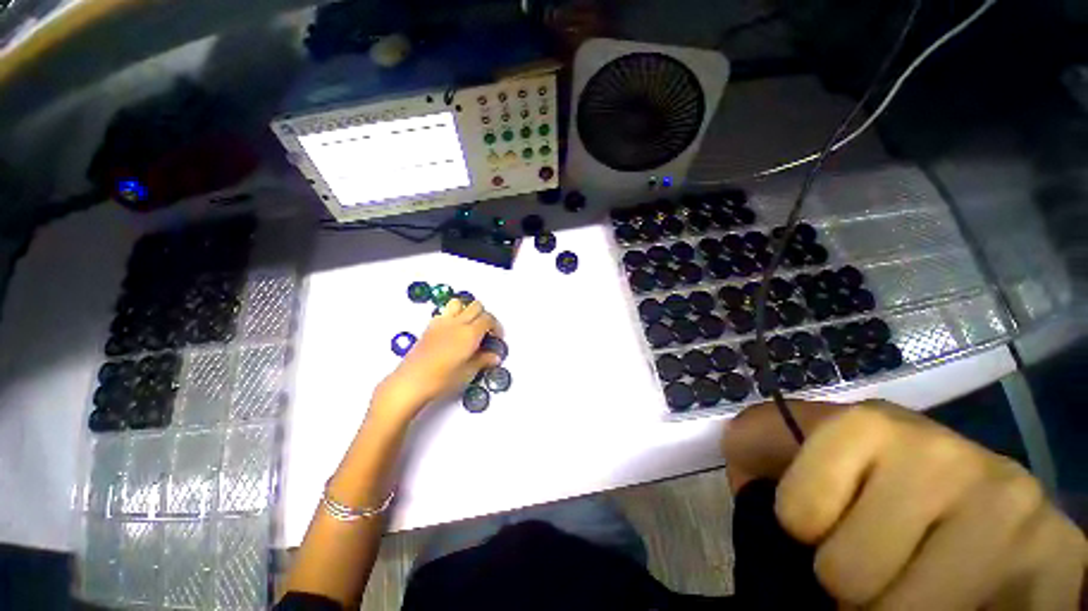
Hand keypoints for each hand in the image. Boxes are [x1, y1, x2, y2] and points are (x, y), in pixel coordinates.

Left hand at [375, 298, 501, 418]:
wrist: (411, 381)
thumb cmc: (443, 379)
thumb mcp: (468, 372)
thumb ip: (483, 360)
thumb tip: (495, 357)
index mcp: (470, 333)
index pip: (488, 319)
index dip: (496, 326)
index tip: (496, 337)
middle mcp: (457, 323)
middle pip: (476, 306)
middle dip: (484, 315)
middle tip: (485, 331)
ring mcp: (442, 322)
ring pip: (459, 303)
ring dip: (467, 310)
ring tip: (468, 326)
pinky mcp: (430, 326)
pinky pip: (445, 312)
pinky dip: (453, 315)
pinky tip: (452, 331)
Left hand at [776, 400, 1085, 608]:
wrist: (975, 498)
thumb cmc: (866, 476)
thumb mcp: (794, 448)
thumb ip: (754, 444)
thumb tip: (737, 449)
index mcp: (869, 426)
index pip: (797, 515)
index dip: (799, 531)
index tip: (816, 525)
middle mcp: (948, 456)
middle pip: (848, 576)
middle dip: (846, 581)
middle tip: (872, 562)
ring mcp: (1012, 506)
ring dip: (892, 609)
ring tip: (911, 580)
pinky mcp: (1061, 559)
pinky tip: (962, 597)